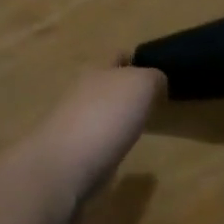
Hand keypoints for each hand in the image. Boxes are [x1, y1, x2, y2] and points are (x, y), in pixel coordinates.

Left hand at [27, 66, 164, 223]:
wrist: (66, 165)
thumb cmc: (106, 117)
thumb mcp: (142, 85)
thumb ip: (154, 78)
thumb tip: (157, 85)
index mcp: (97, 71)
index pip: (117, 57)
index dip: (134, 59)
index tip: (155, 68)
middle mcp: (82, 94)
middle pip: (107, 84)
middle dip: (126, 89)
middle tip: (153, 98)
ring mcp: (75, 124)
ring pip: (102, 112)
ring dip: (118, 115)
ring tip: (142, 123)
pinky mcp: (74, 153)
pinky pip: (99, 139)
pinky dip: (112, 140)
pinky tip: (125, 147)